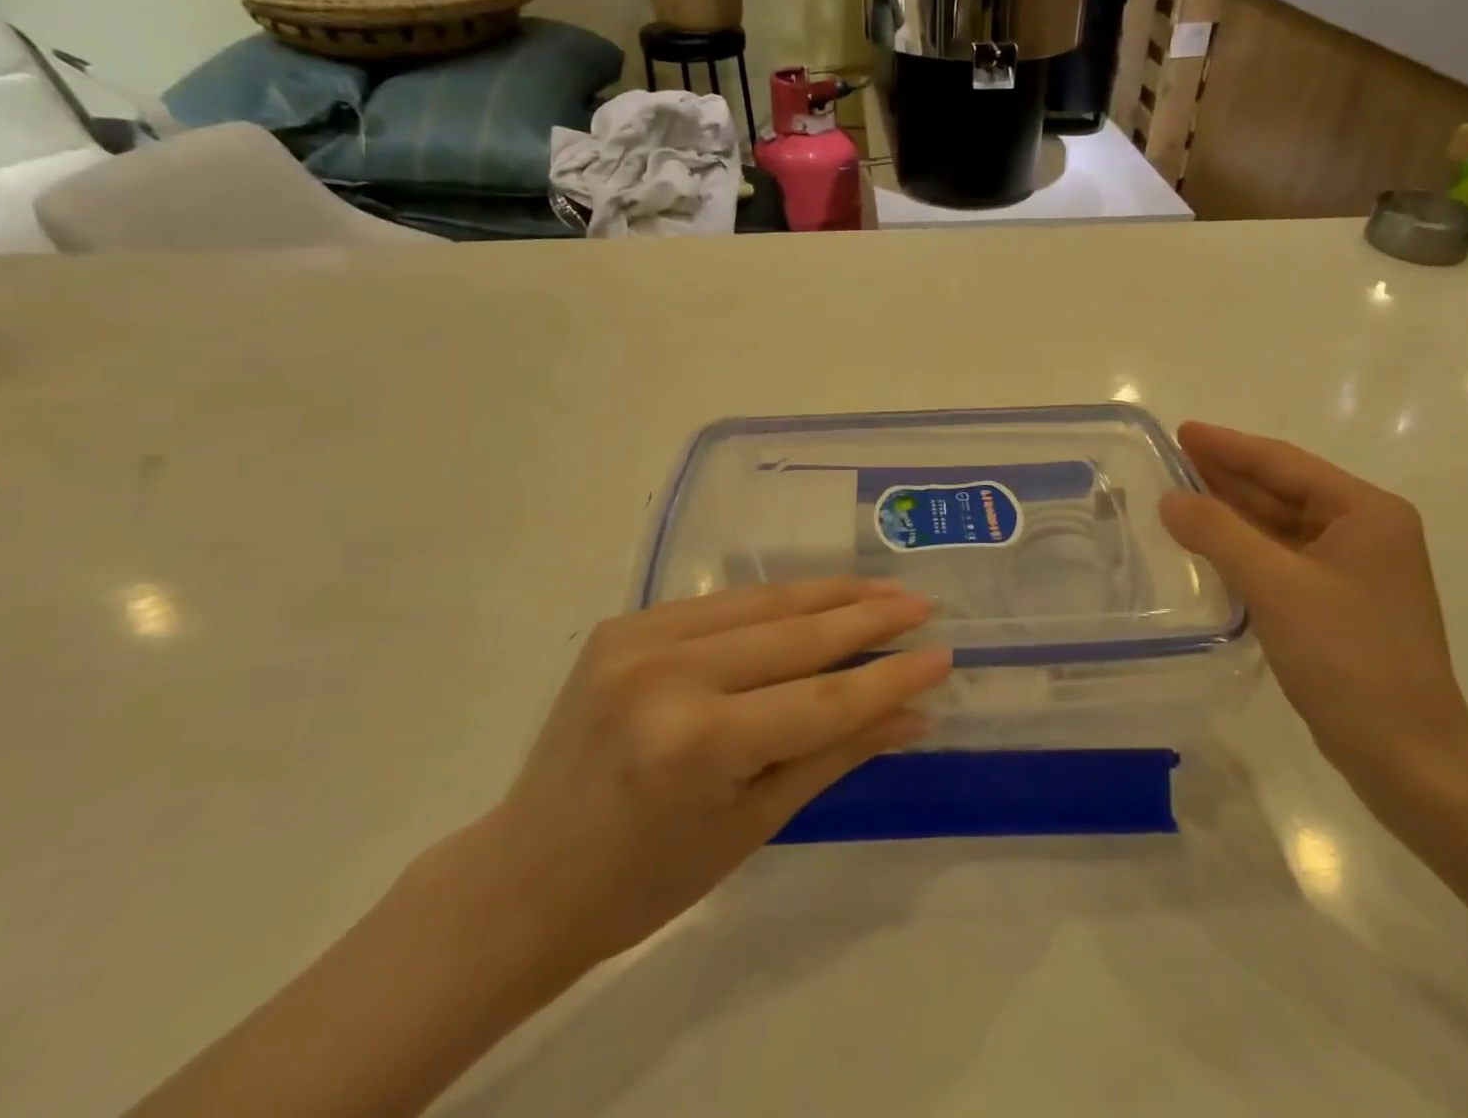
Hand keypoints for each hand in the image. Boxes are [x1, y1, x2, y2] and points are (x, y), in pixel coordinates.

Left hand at [460, 579, 947, 977]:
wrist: (524, 876)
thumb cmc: (646, 879)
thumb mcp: (754, 824)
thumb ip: (836, 754)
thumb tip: (914, 714)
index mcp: (697, 742)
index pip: (822, 698)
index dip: (890, 676)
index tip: (943, 654)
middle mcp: (668, 673)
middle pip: (796, 636)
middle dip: (869, 617)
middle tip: (922, 604)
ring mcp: (639, 637)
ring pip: (762, 603)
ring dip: (829, 594)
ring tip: (883, 588)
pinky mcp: (624, 622)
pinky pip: (722, 604)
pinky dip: (776, 600)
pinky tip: (816, 597)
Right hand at [1159, 423, 1467, 814]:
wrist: (1407, 757)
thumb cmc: (1349, 659)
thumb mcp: (1277, 586)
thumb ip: (1219, 533)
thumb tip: (1171, 499)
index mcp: (1366, 512)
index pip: (1284, 463)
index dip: (1228, 446)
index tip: (1182, 431)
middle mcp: (1365, 531)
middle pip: (1282, 490)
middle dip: (1227, 475)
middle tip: (1171, 458)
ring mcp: (1353, 570)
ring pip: (1279, 526)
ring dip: (1231, 511)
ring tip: (1178, 494)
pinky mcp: (1338, 604)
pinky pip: (1280, 558)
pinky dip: (1243, 547)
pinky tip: (1208, 544)